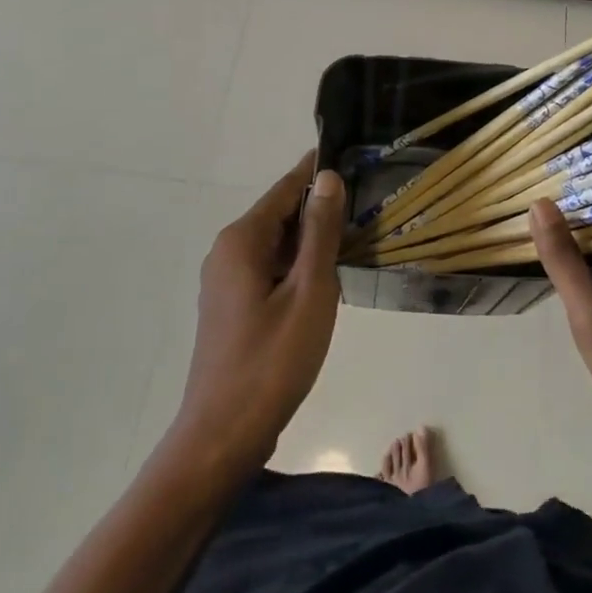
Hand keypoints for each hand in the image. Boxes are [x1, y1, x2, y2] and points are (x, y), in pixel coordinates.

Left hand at [169, 152, 346, 474]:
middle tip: (367, 205)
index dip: (318, 172)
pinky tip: (326, 280)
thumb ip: (320, 232)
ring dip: (311, 241)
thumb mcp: (309, 291)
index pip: (286, 188)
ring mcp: (225, 281)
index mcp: (242, 240)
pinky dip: (297, 265)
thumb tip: (328, 177)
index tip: (353, 158)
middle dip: (320, 209)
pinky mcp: (231, 306)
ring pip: (276, 244)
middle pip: (280, 215)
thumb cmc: (273, 360)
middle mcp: (227, 251)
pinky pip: (268, 269)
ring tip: (356, 238)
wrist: (224, 434)